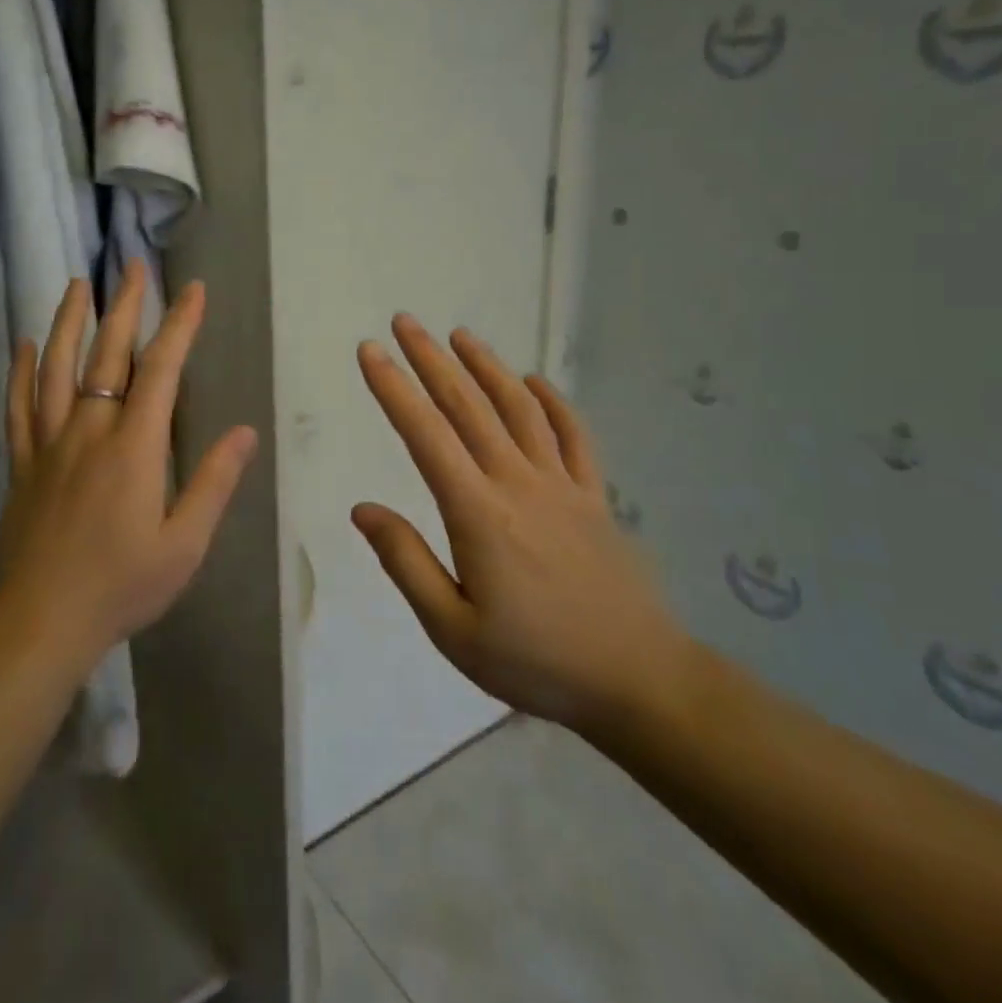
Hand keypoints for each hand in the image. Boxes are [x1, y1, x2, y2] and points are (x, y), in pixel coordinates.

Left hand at [0, 263, 258, 668]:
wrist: (41, 624)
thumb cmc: (122, 586)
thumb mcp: (184, 544)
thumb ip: (213, 483)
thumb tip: (245, 432)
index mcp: (134, 448)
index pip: (160, 371)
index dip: (179, 326)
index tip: (192, 290)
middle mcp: (89, 432)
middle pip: (107, 356)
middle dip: (124, 307)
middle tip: (132, 265)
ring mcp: (49, 445)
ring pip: (58, 369)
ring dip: (69, 323)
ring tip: (78, 284)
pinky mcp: (21, 465)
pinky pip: (19, 408)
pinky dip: (22, 372)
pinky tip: (24, 344)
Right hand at [353, 315, 691, 742]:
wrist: (638, 681)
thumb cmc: (535, 661)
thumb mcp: (453, 629)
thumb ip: (406, 562)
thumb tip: (362, 509)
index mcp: (478, 513)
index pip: (425, 435)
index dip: (394, 389)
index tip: (370, 350)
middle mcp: (518, 483)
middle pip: (467, 407)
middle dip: (431, 360)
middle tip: (404, 321)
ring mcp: (563, 485)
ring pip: (519, 409)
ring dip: (487, 367)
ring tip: (460, 336)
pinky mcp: (595, 497)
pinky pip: (574, 437)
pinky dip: (553, 403)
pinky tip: (534, 382)